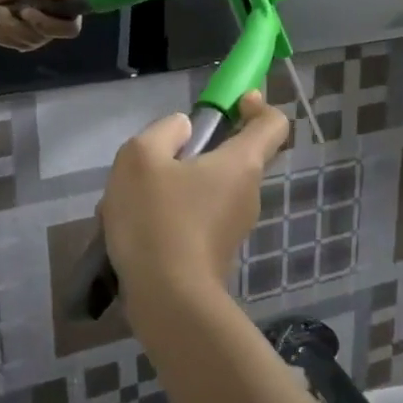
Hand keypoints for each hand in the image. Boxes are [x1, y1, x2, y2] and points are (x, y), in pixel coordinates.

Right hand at [99, 93, 288, 330]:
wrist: (167, 301)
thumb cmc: (157, 218)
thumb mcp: (142, 156)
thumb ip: (164, 131)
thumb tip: (183, 130)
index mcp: (242, 163)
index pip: (273, 124)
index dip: (257, 105)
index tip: (232, 102)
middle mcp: (248, 193)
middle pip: (232, 156)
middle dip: (193, 150)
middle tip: (155, 158)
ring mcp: (234, 226)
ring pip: (205, 188)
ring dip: (172, 185)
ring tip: (129, 200)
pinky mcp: (216, 252)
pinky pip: (194, 217)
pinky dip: (169, 214)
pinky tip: (132, 228)